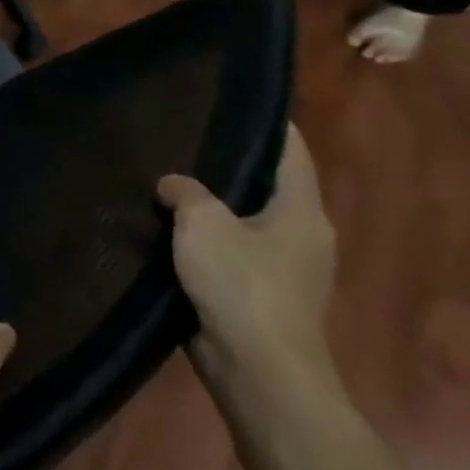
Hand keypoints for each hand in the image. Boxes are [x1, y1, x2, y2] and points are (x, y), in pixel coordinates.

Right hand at [158, 124, 335, 386]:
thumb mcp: (202, 223)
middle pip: (268, 186)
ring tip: (167, 180)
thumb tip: (173, 184)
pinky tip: (170, 229)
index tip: (238, 100)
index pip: (292, 153)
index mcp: (302, 212)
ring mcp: (284, 268)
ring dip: (213, 204)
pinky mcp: (260, 294)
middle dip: (231, 163)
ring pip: (245, 220)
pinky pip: (231, 251)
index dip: (270, 124)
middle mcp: (302, 235)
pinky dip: (205, 237)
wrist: (259, 369)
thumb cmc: (241, 284)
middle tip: (184, 137)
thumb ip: (185, 191)